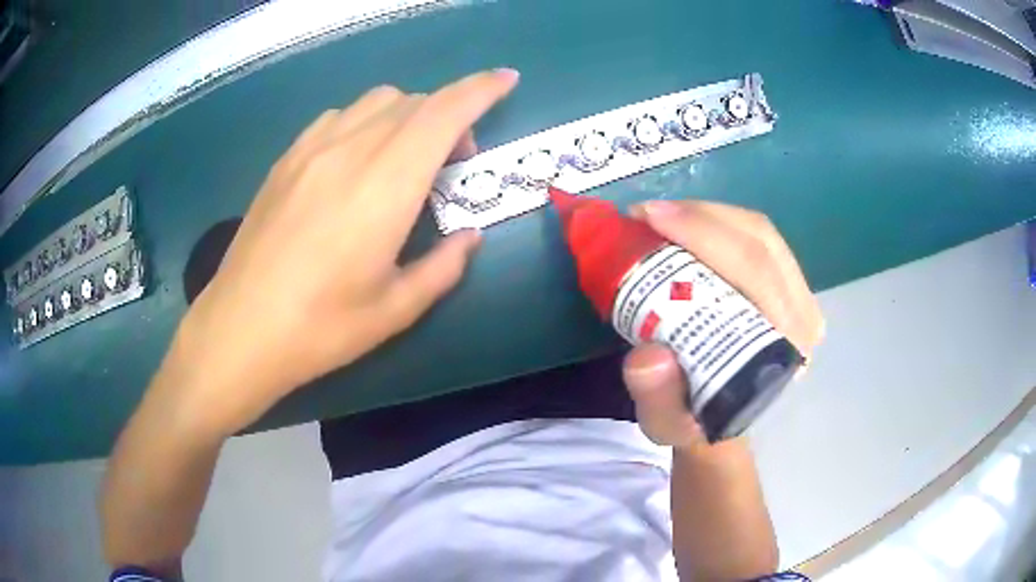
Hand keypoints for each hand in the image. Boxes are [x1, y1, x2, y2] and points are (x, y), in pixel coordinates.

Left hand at [164, 69, 519, 436]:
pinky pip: (339, 117)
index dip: (481, 89)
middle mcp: (351, 151)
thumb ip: (443, 267)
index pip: (444, 112)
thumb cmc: (321, 328)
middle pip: (414, 102)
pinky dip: (366, 122)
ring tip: (405, 159)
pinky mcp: (286, 159)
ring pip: (376, 101)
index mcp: (386, 185)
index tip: (507, 80)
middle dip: (449, 115)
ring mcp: (312, 149)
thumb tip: (469, 237)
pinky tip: (358, 161)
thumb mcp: (395, 310)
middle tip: (453, 162)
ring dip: (408, 115)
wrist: (239, 330)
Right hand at [621, 200, 823, 450]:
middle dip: (700, 216)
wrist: (720, 418)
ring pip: (761, 232)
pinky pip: (759, 237)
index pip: (756, 272)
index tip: (648, 220)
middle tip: (646, 214)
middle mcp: (804, 320)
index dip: (703, 234)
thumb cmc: (695, 419)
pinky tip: (686, 224)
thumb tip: (649, 355)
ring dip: (708, 213)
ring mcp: (802, 299)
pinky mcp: (791, 286)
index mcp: (781, 351)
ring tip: (660, 216)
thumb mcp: (666, 425)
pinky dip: (718, 221)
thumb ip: (659, 399)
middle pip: (760, 241)